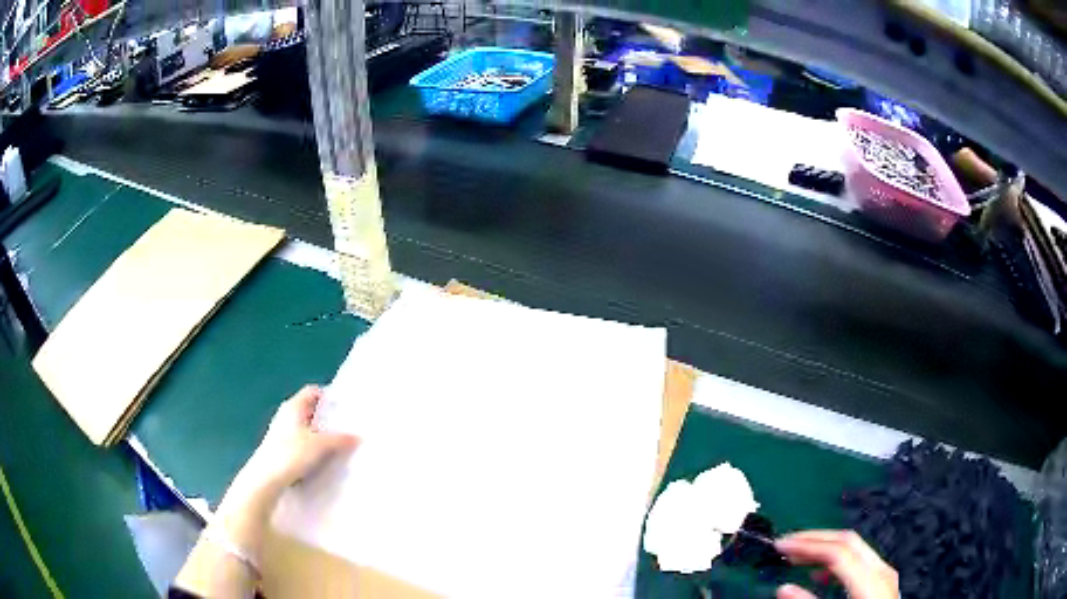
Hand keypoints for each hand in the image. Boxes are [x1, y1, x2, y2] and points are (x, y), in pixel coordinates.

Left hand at [242, 385, 359, 493]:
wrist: (266, 478)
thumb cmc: (291, 454)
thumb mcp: (320, 445)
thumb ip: (340, 439)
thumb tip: (358, 437)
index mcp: (293, 406)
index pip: (313, 391)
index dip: (329, 396)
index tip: (345, 406)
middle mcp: (286, 414)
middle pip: (310, 410)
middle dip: (327, 417)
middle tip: (347, 426)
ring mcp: (281, 432)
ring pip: (305, 427)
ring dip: (320, 434)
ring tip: (339, 444)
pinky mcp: (280, 448)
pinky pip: (301, 442)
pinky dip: (312, 446)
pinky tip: (323, 458)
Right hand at [774, 530, 898, 598]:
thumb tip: (784, 589)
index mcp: (872, 580)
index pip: (838, 551)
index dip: (807, 545)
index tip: (781, 544)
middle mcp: (881, 570)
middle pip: (848, 541)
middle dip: (815, 539)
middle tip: (786, 543)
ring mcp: (885, 574)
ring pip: (855, 548)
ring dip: (824, 547)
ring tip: (798, 556)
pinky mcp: (882, 582)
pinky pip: (859, 562)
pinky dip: (836, 562)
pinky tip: (821, 573)